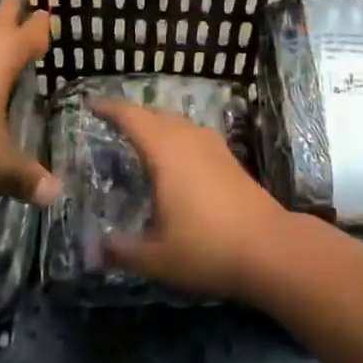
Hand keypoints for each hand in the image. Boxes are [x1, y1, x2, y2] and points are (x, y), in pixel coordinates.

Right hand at [89, 98, 287, 299]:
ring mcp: (213, 146)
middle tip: (111, 123)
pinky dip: (175, 137)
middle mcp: (188, 139)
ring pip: (177, 123)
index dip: (110, 108)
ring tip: (140, 139)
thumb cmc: (207, 248)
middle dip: (132, 115)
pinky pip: (192, 135)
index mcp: (165, 152)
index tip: (91, 104)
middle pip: (155, 115)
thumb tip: (93, 250)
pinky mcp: (229, 159)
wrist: (270, 248)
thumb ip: (122, 251)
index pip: (132, 118)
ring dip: (156, 125)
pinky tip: (175, 160)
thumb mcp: (157, 258)